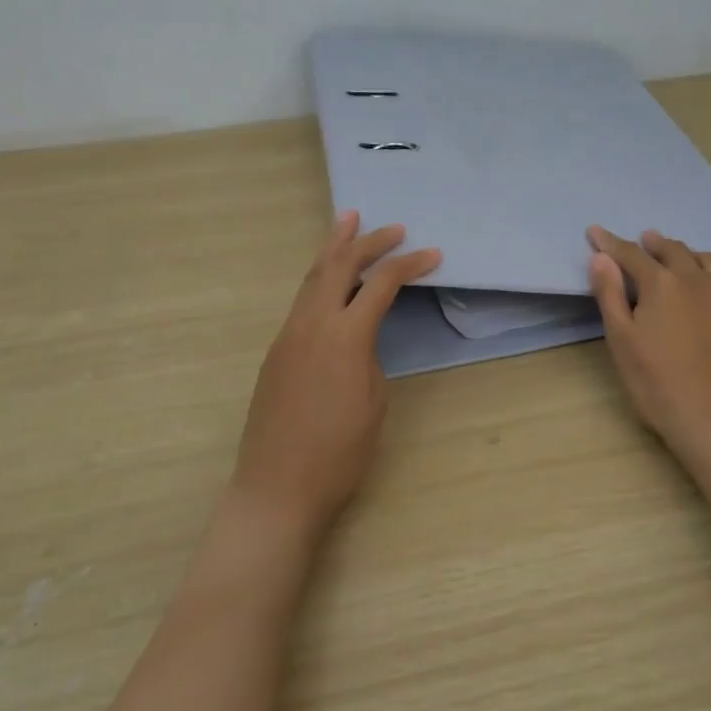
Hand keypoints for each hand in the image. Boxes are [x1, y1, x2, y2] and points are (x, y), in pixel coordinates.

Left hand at [233, 212, 440, 537]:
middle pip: (340, 265)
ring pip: (312, 276)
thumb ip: (370, 357)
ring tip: (347, 221)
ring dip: (334, 247)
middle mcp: (312, 324)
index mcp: (345, 337)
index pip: (382, 284)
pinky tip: (330, 276)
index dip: (410, 265)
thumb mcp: (373, 403)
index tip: (433, 254)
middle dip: (368, 241)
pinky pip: (302, 299)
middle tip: (393, 228)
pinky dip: (320, 276)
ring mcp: (288, 334)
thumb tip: (360, 337)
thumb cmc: (338, 454)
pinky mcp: (276, 350)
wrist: (276, 489)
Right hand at [586, 226, 710, 455]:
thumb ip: (610, 293)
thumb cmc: (657, 383)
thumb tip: (602, 257)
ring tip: (681, 258)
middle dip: (654, 243)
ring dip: (689, 254)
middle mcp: (698, 279)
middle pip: (673, 250)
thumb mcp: (621, 339)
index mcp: (661, 283)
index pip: (630, 254)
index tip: (595, 232)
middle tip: (644, 240)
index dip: (610, 242)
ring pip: (708, 260)